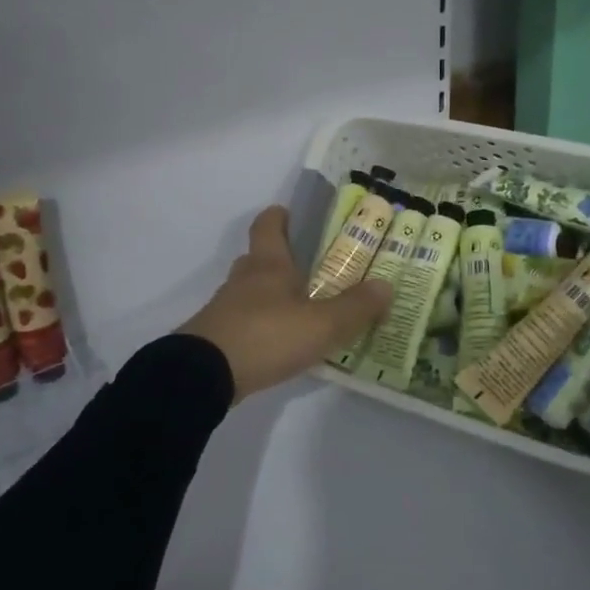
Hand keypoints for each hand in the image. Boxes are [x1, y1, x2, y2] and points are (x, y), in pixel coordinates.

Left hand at [179, 206, 393, 402]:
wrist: (203, 376)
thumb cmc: (266, 336)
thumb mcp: (322, 324)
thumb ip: (356, 307)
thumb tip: (386, 286)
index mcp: (268, 265)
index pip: (267, 226)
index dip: (279, 217)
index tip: (290, 213)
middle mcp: (244, 280)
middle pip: (258, 259)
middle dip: (280, 259)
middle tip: (309, 268)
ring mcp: (226, 309)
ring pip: (251, 292)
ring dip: (272, 296)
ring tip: (302, 311)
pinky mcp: (217, 338)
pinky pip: (244, 322)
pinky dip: (262, 326)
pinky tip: (281, 344)